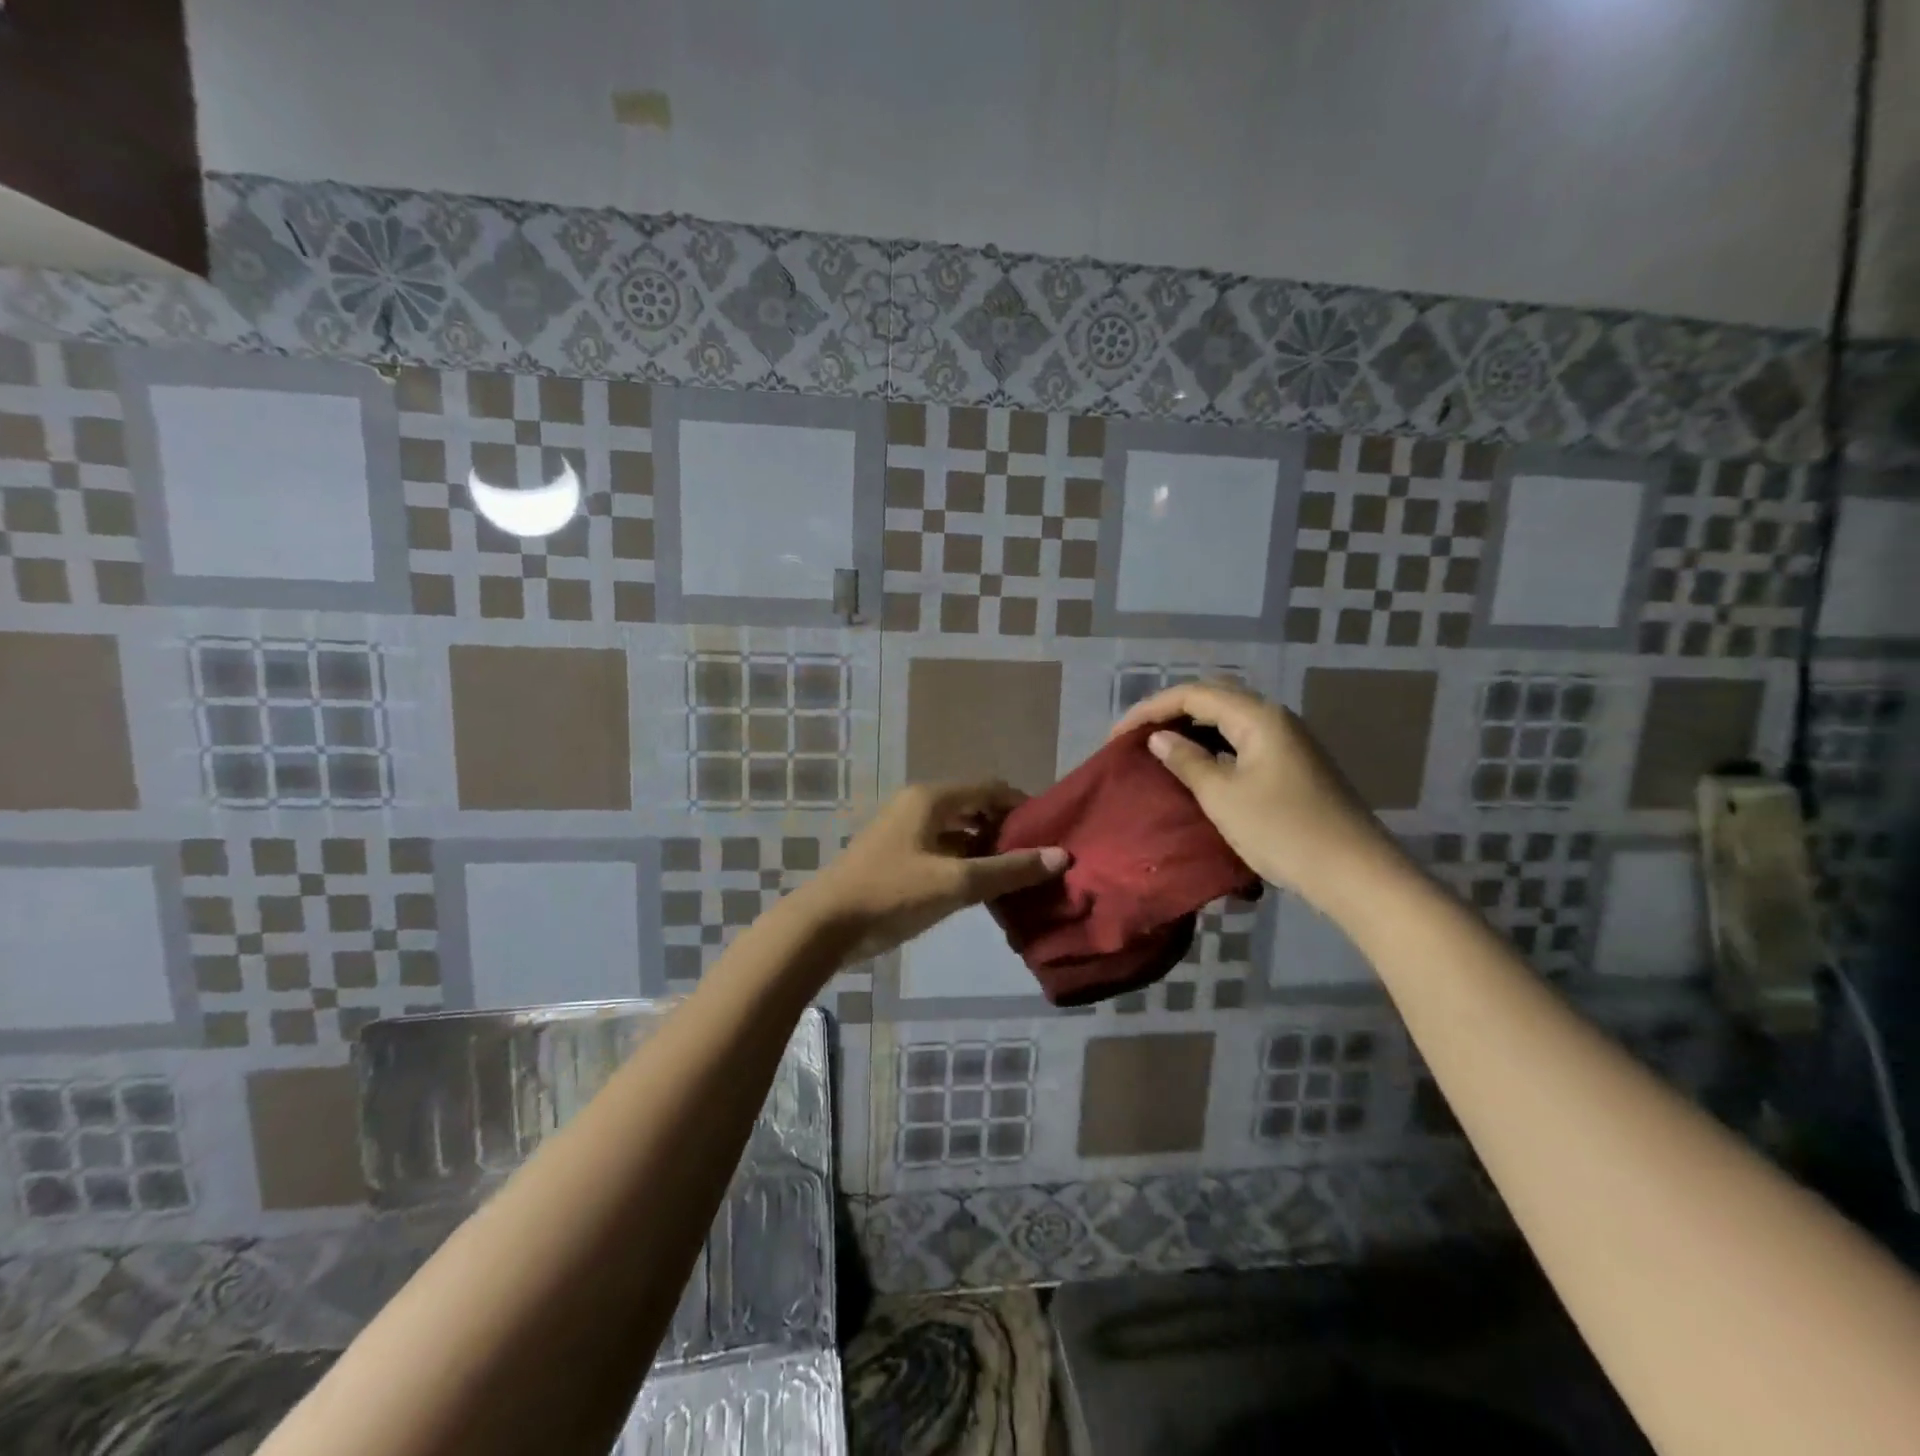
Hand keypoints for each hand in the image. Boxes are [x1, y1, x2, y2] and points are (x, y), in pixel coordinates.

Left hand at [798, 781, 1068, 961]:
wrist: (826, 924)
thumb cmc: (893, 893)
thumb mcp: (956, 883)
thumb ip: (1008, 870)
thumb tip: (1061, 856)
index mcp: (931, 798)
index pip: (990, 788)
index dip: (1022, 807)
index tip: (1050, 833)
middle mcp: (919, 805)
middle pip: (974, 807)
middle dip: (1005, 829)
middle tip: (1036, 858)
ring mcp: (905, 831)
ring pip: (958, 831)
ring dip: (986, 849)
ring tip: (1017, 876)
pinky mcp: (897, 856)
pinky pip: (942, 849)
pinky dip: (965, 863)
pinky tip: (983, 889)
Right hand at [1110, 680, 1401, 913]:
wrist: (1354, 873)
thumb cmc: (1282, 831)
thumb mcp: (1223, 797)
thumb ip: (1187, 761)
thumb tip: (1159, 737)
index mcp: (1258, 717)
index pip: (1193, 694)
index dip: (1149, 709)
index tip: (1116, 737)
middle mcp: (1275, 718)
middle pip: (1212, 698)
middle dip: (1169, 712)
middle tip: (1135, 737)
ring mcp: (1288, 741)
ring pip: (1228, 719)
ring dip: (1191, 728)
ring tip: (1158, 749)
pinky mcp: (1292, 764)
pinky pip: (1241, 740)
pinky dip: (1212, 745)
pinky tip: (1196, 766)